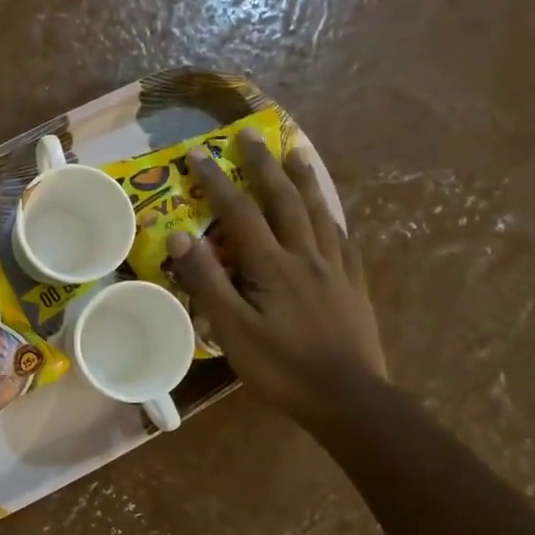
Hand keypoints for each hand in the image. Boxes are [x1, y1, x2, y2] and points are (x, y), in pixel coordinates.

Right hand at [166, 132, 385, 428]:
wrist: (348, 399)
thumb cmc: (282, 368)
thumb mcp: (232, 330)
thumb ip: (207, 282)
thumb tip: (180, 237)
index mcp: (272, 266)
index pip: (239, 213)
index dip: (217, 182)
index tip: (197, 154)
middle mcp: (306, 257)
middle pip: (284, 201)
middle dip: (264, 165)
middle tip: (251, 136)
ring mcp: (336, 270)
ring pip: (319, 213)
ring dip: (304, 180)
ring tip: (297, 152)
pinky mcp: (354, 287)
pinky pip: (344, 241)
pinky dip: (333, 219)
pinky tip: (332, 215)